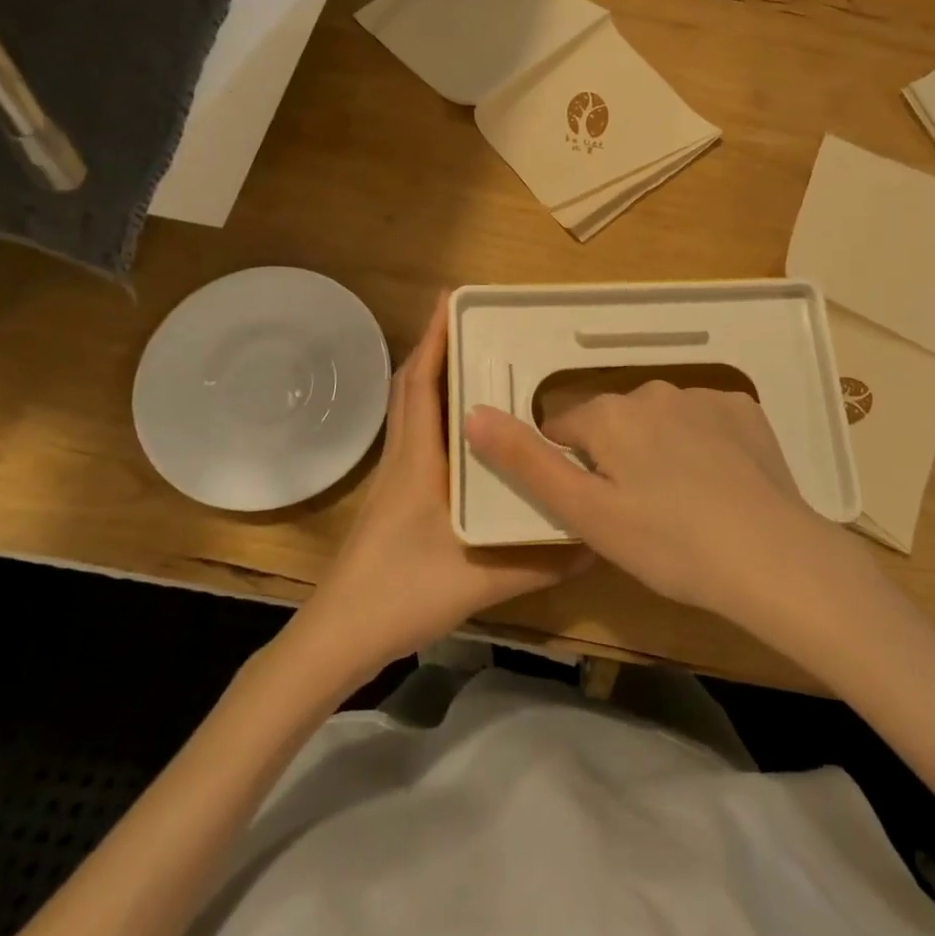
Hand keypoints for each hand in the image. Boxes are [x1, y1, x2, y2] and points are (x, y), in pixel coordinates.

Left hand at [300, 294, 587, 673]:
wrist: (338, 637)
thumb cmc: (402, 594)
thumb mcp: (481, 579)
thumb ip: (540, 561)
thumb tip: (596, 540)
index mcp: (418, 460)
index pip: (421, 383)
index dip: (433, 338)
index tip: (452, 299)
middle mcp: (403, 458)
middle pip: (412, 387)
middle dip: (437, 348)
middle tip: (476, 325)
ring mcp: (394, 478)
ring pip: (411, 412)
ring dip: (434, 379)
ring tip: (475, 364)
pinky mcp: (395, 499)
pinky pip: (416, 437)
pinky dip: (435, 415)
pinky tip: (466, 433)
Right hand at [465, 383, 850, 627]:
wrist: (771, 556)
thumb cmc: (667, 543)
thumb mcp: (585, 513)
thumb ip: (526, 462)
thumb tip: (473, 414)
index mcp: (608, 414)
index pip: (565, 430)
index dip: (573, 470)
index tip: (595, 508)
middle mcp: (651, 390)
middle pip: (614, 422)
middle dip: (616, 457)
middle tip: (639, 514)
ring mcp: (703, 396)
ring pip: (660, 420)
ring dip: (660, 449)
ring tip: (684, 505)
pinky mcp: (744, 409)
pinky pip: (706, 420)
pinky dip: (704, 444)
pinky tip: (721, 484)